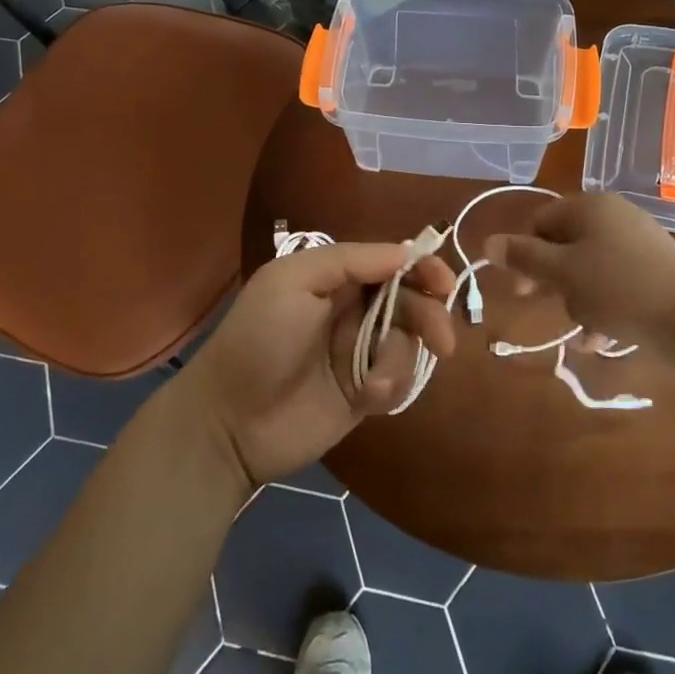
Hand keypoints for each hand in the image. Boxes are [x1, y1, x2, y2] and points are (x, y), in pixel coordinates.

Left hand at [173, 243, 456, 487]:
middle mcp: (352, 309)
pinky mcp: (364, 392)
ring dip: (400, 361)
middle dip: (429, 316)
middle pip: (410, 301)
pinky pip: (400, 380)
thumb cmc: (258, 340)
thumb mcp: (292, 282)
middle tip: (443, 341)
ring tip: (374, 383)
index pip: (391, 262)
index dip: (422, 268)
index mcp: (335, 277)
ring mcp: (359, 352)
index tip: (444, 284)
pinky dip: (391, 386)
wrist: (230, 422)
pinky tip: (367, 398)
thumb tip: (406, 252)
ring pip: (408, 342)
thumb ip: (350, 261)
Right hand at [485, 193, 674, 356]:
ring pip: (590, 268)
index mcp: (590, 207)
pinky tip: (602, 338)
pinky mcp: (657, 270)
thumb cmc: (620, 289)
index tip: (522, 289)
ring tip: (584, 329)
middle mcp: (614, 216)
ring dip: (578, 299)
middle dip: (553, 280)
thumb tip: (488, 242)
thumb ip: (524, 257)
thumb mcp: (563, 274)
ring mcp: (639, 242)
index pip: (541, 221)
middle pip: (565, 244)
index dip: (524, 253)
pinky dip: (604, 306)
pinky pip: (616, 282)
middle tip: (547, 307)